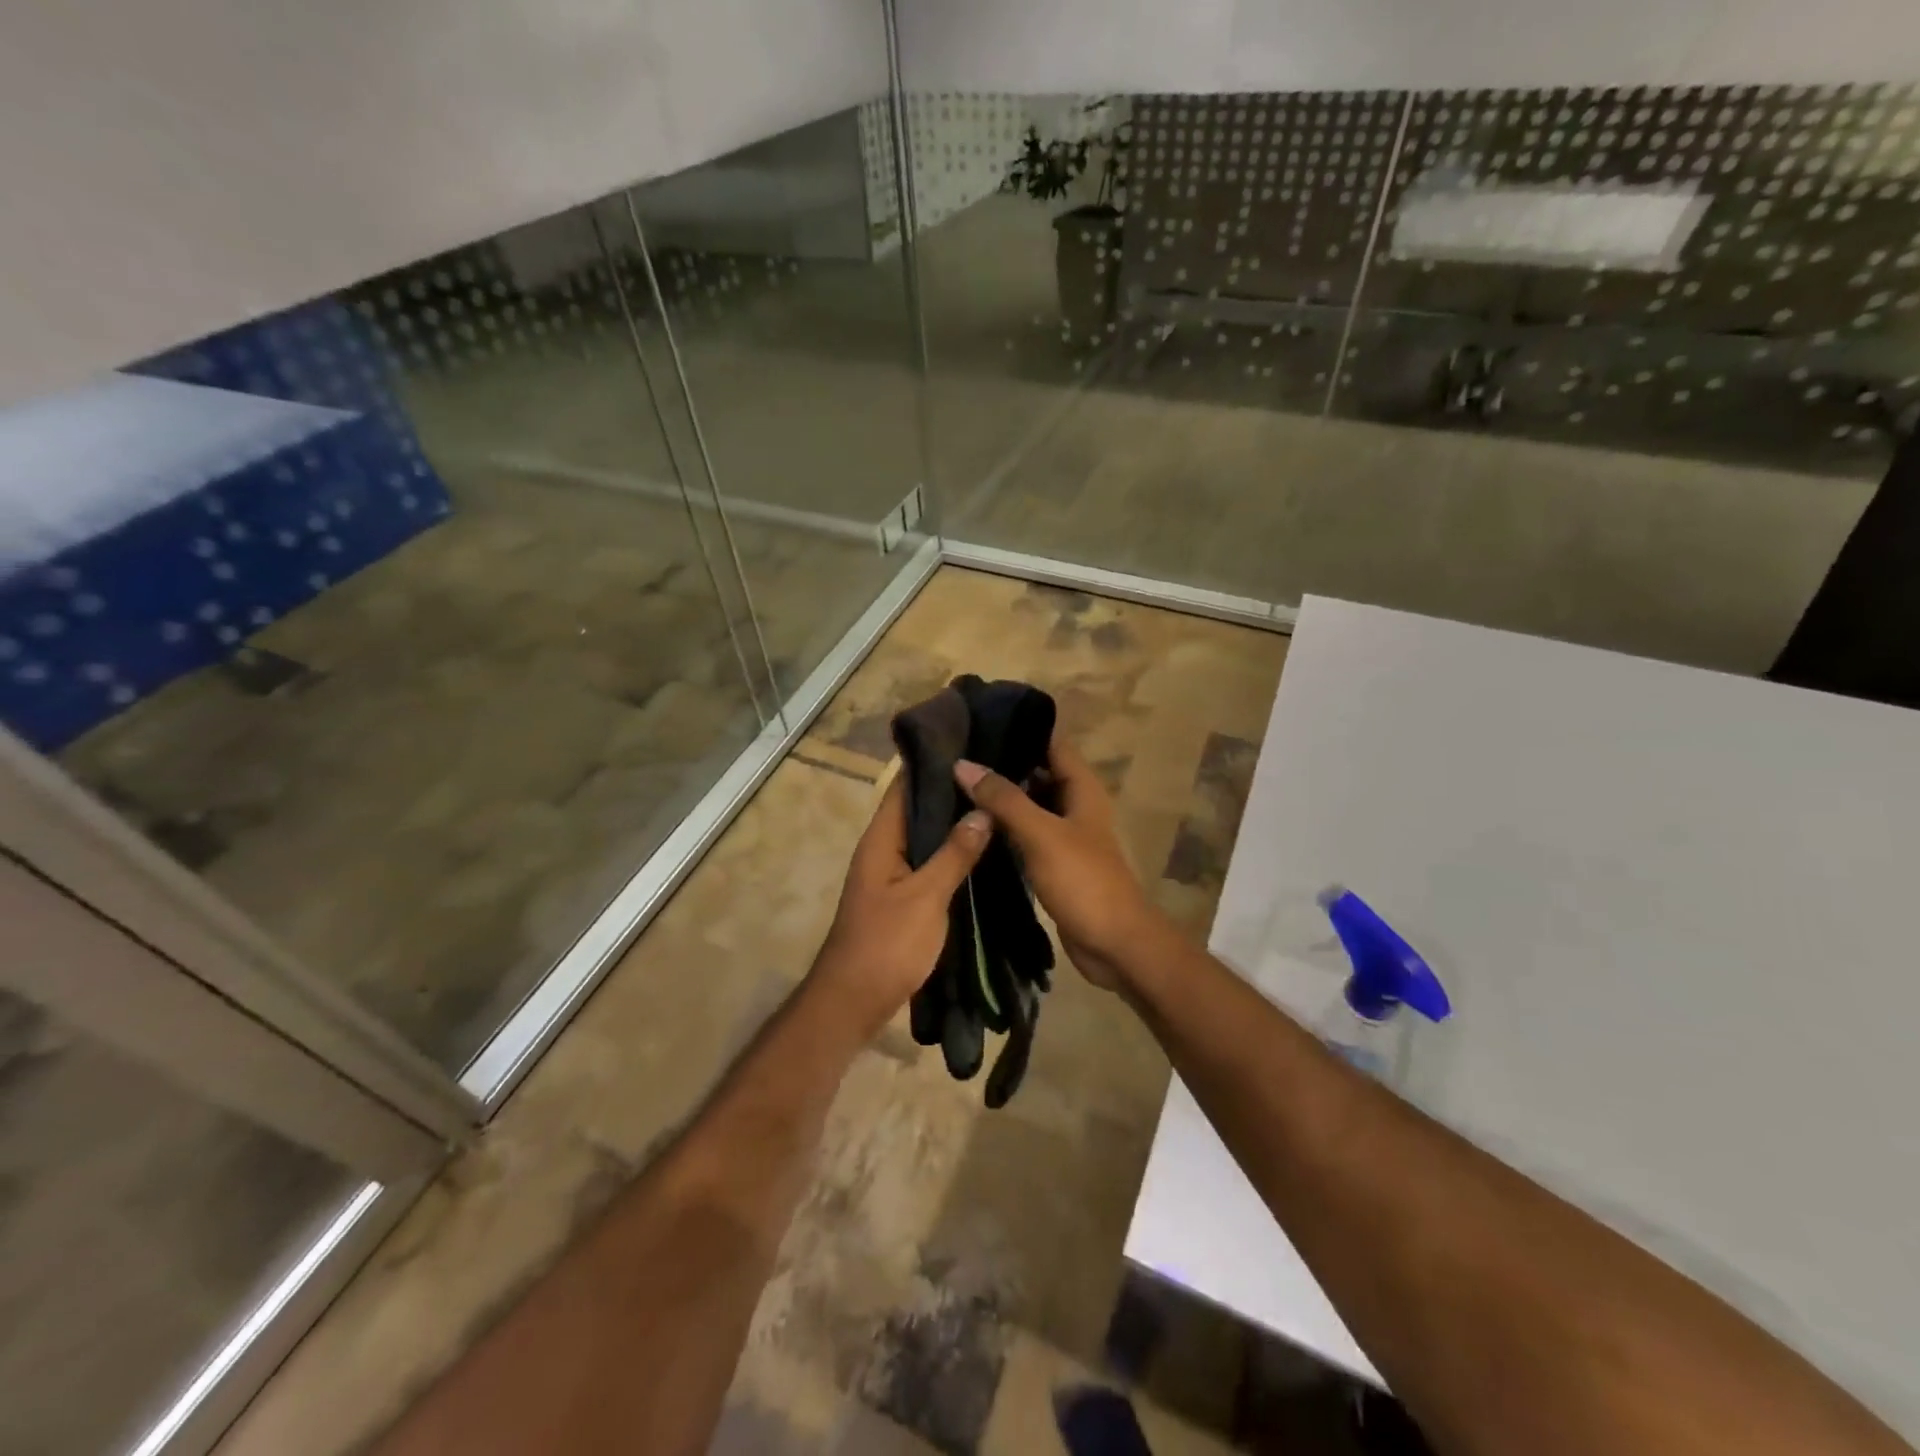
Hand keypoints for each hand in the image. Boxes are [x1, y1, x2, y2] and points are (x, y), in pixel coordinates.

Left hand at [809, 776, 991, 1038]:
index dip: (933, 762)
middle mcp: (885, 849)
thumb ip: (954, 853)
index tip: (972, 741)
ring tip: (999, 803)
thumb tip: (982, 811)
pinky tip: (985, 850)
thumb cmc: (886, 944)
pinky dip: (954, 853)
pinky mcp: (904, 897)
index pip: (905, 785)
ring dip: (955, 823)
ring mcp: (893, 874)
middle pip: (919, 809)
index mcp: (882, 839)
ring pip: (927, 837)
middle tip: (998, 773)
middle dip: (953, 792)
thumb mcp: (925, 896)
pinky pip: (931, 863)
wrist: (855, 1001)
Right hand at [954, 738, 1165, 990]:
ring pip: (1028, 805)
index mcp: (1082, 788)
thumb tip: (963, 764)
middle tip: (955, 753)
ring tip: (954, 782)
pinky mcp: (1053, 862)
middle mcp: (1074, 805)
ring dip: (999, 797)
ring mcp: (1064, 835)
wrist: (1114, 944)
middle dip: (1002, 762)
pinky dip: (1003, 827)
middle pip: (1036, 772)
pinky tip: (971, 824)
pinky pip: (1024, 834)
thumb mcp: (1041, 834)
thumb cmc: (1083, 881)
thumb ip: (1004, 799)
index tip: (979, 719)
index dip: (1020, 728)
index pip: (1051, 742)